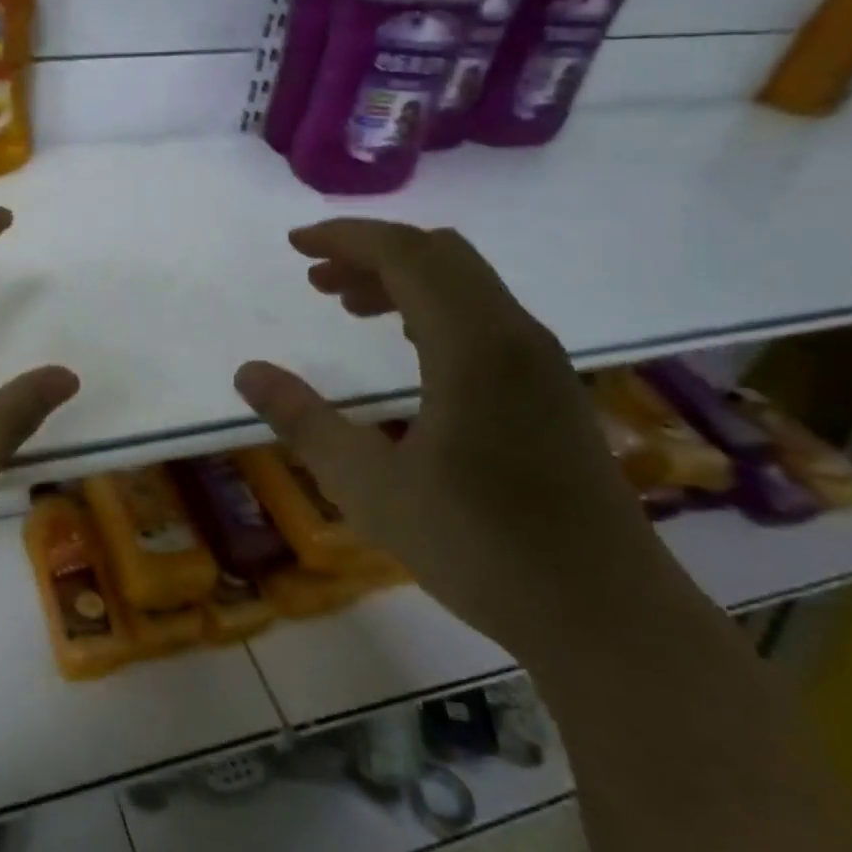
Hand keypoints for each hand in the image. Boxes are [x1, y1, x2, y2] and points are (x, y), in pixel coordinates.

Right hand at [234, 220, 665, 654]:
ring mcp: (541, 361)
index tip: (295, 245)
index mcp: (473, 346)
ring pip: (467, 284)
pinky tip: (407, 346)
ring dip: (404, 280)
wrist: (603, 613)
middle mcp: (515, 335)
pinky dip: (435, 308)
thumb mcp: (369, 487)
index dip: (346, 238)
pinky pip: (486, 316)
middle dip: (372, 253)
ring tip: (348, 306)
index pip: (407, 254)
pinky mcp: (552, 389)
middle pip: (440, 255)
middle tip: (316, 280)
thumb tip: (248, 373)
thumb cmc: (479, 547)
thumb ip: (303, 422)